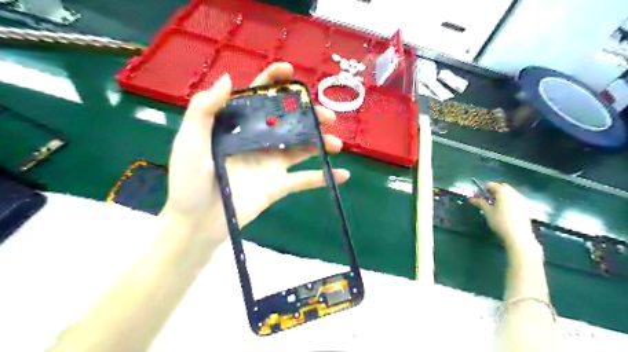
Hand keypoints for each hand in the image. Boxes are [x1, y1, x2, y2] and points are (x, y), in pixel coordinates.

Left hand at [160, 62, 348, 244]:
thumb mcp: (191, 140)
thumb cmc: (189, 180)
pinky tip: (343, 174)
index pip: (259, 97)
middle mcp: (258, 140)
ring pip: (301, 147)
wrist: (197, 222)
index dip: (274, 82)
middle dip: (310, 115)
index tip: (290, 72)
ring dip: (321, 143)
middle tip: (327, 116)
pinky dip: (323, 177)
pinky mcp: (279, 185)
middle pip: (289, 121)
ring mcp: (271, 163)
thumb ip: (205, 109)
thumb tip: (230, 78)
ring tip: (336, 143)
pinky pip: (305, 180)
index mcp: (238, 126)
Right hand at [468, 182, 537, 251]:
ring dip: (500, 194)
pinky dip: (507, 199)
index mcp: (503, 192)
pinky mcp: (524, 207)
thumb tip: (471, 198)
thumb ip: (480, 202)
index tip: (477, 194)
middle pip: (502, 186)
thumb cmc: (500, 222)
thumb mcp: (487, 211)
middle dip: (493, 190)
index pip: (492, 184)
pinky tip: (503, 208)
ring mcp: (520, 200)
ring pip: (509, 192)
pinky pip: (514, 198)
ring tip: (493, 203)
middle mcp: (513, 193)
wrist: (518, 235)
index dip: (483, 188)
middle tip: (485, 197)